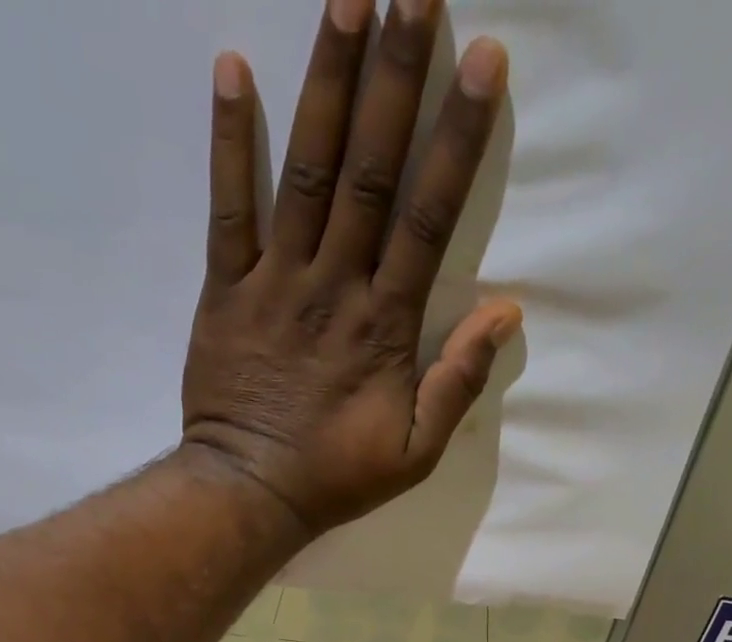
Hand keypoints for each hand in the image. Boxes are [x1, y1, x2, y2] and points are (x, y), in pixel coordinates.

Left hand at [180, 0, 522, 537]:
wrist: (250, 491)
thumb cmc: (337, 476)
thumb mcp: (416, 452)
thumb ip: (458, 382)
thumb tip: (506, 313)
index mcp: (385, 325)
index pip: (428, 217)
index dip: (455, 138)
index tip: (481, 60)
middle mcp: (334, 286)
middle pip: (370, 171)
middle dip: (396, 77)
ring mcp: (275, 282)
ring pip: (305, 171)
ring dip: (327, 82)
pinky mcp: (225, 290)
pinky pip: (226, 208)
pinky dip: (227, 141)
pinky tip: (231, 68)